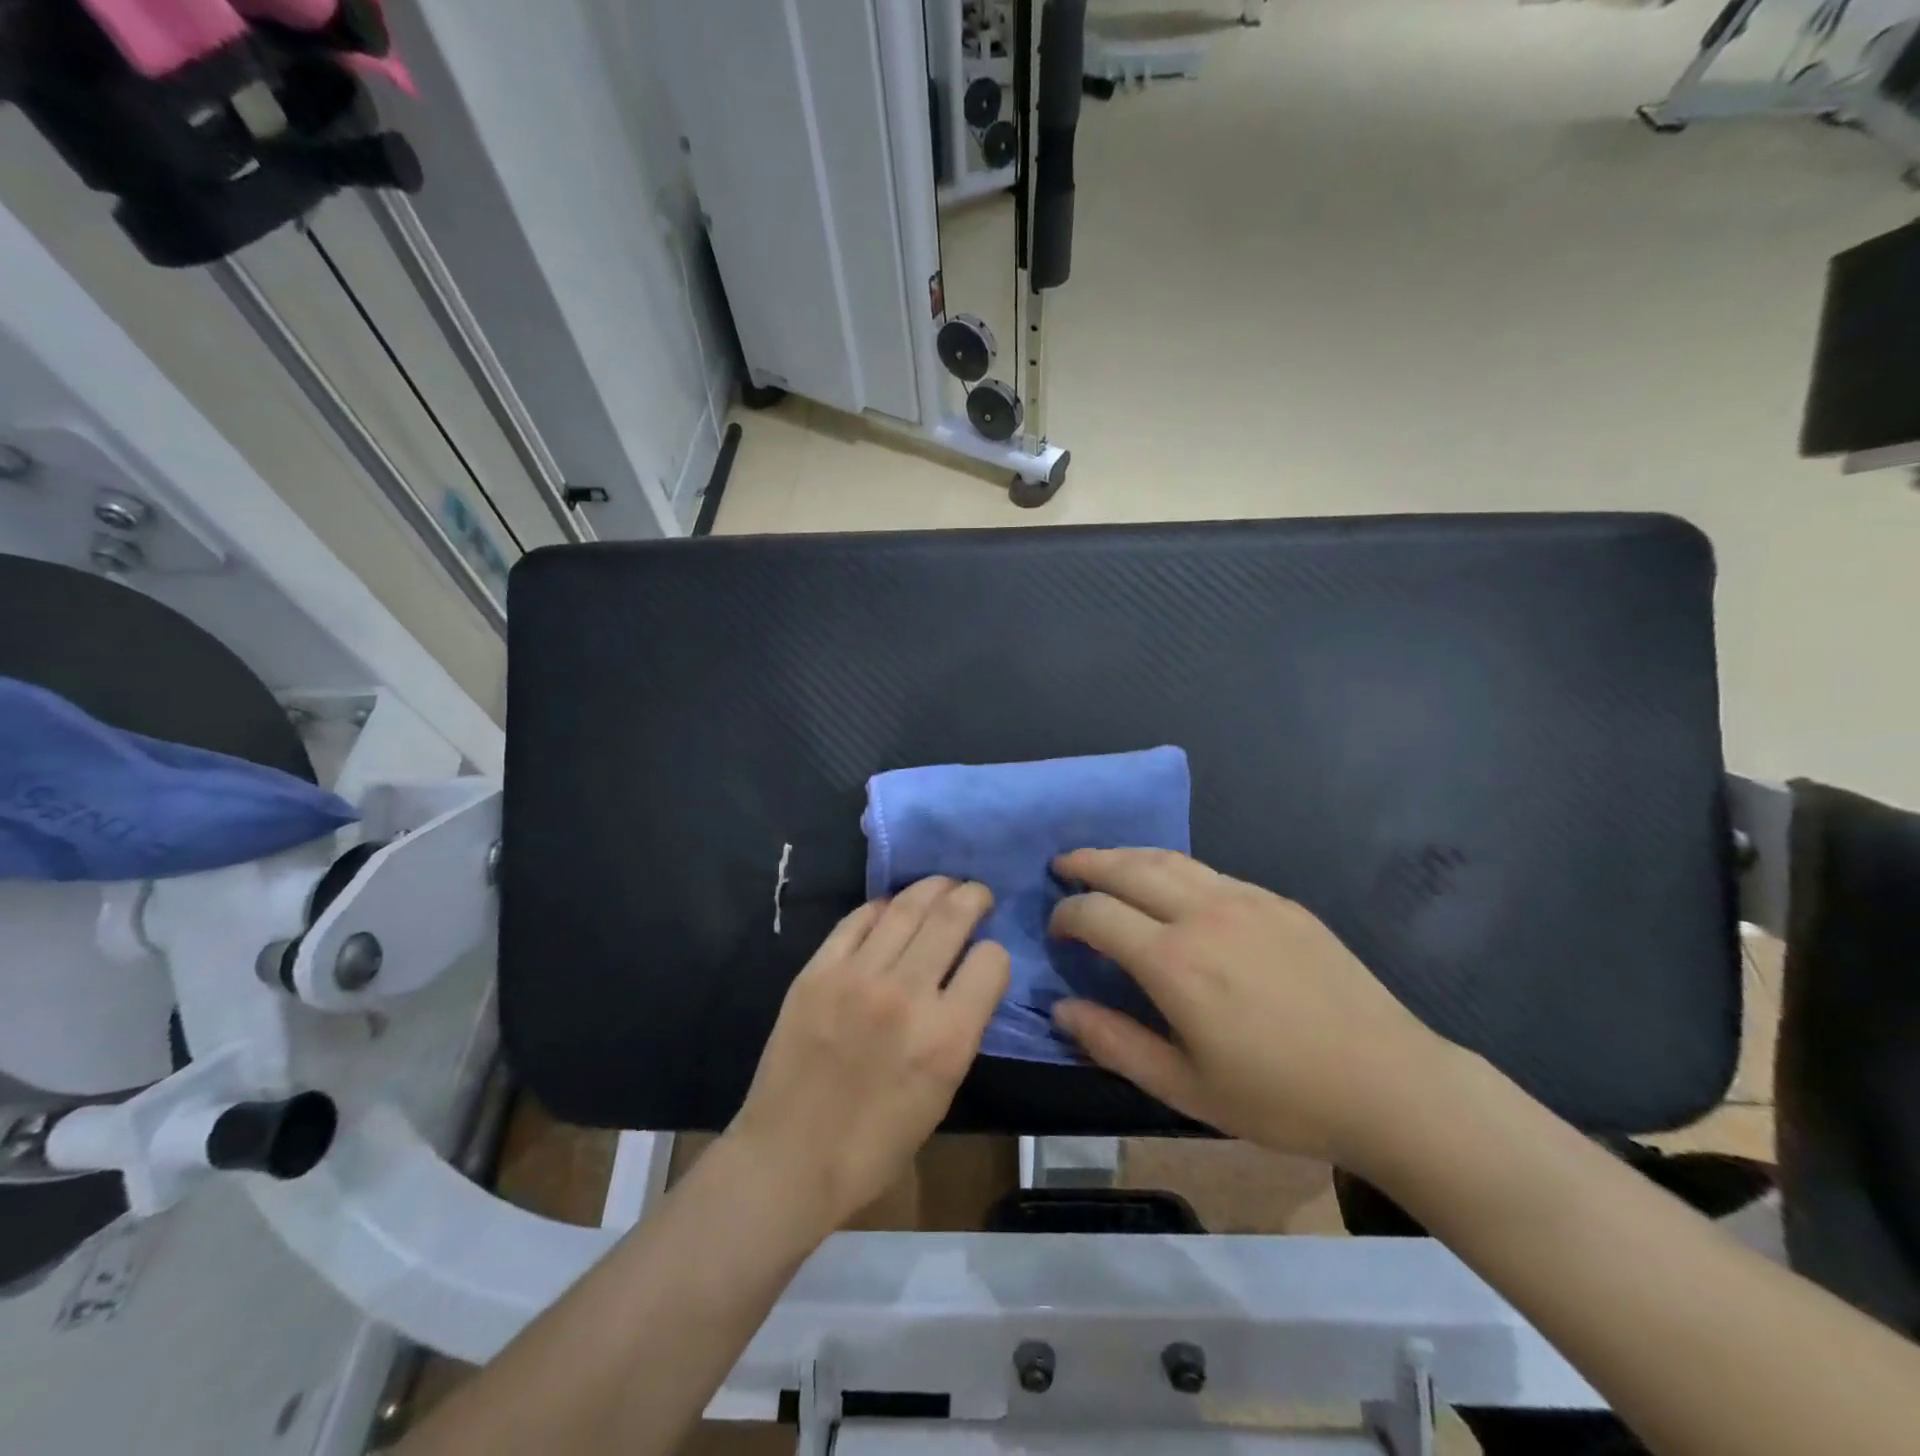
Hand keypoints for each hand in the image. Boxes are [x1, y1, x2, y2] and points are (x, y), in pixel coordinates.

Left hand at [726, 877, 1009, 1232]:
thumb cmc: (875, 1145)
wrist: (789, 1159)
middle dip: (974, 897)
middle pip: (952, 916)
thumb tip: (964, 981)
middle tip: (978, 895)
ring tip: (942, 886)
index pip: (992, 960)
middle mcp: (906, 994)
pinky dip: (882, 907)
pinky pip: (858, 920)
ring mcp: (857, 976)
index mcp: (947, 1037)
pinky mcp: (817, 971)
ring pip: (906, 906)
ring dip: (933, 888)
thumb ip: (960, 1030)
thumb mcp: (942, 1093)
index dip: (995, 955)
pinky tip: (891, 908)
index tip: (987, 958)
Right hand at [1049, 848, 1448, 1170]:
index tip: (1057, 931)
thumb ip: (1114, 1043)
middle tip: (1062, 866)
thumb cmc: (1280, 1098)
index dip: (1067, 916)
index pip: (1097, 914)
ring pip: (1169, 859)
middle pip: (1128, 868)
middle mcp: (1203, 914)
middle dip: (1087, 863)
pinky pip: (1210, 871)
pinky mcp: (1278, 901)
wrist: (1390, 1084)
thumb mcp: (1186, 1088)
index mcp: (1174, 962)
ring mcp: (1245, 899)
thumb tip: (1060, 1008)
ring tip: (1104, 862)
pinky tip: (1170, 886)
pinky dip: (1172, 868)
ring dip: (1127, 856)